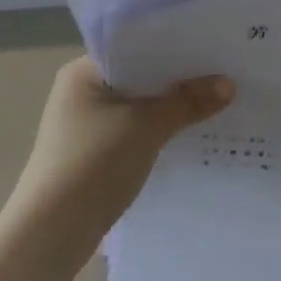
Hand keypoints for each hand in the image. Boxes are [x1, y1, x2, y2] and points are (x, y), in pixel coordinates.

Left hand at [8, 57, 233, 253]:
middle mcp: (80, 91)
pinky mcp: (92, 153)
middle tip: (224, 72)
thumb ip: (187, 103)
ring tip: (216, 101)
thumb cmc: (93, 164)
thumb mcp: (146, 127)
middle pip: (139, 76)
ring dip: (169, 107)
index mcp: (83, 71)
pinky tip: (189, 134)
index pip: (135, 47)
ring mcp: (85, 124)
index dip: (173, 46)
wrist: (51, 233)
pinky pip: (133, 130)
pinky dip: (157, 130)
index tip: (212, 46)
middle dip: (177, 79)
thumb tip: (229, 84)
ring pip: (138, 105)